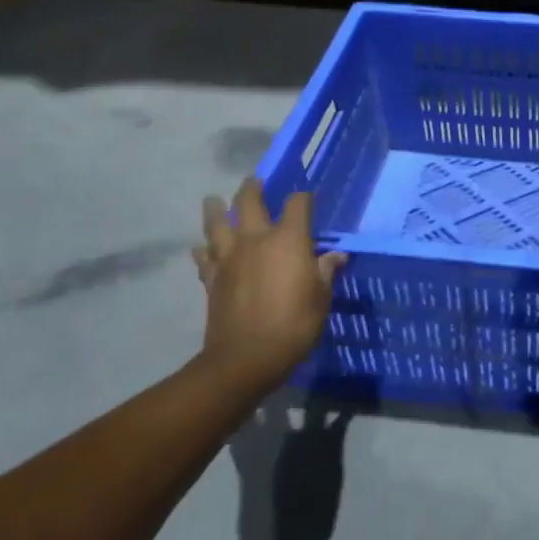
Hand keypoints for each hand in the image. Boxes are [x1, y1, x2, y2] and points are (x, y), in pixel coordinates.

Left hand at [192, 179, 347, 392]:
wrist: (246, 357)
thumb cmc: (294, 324)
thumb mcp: (321, 297)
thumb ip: (326, 272)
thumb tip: (336, 256)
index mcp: (289, 239)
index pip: (298, 204)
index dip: (304, 198)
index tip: (307, 199)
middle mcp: (256, 240)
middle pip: (248, 202)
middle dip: (252, 189)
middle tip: (254, 181)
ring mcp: (229, 258)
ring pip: (217, 224)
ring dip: (215, 210)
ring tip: (213, 200)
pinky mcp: (212, 279)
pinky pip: (204, 258)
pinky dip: (203, 250)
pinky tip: (202, 248)